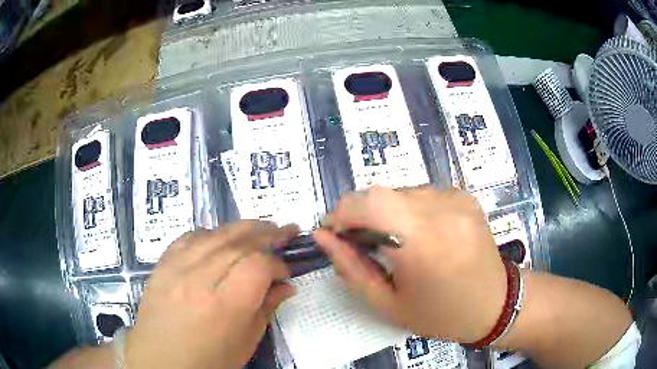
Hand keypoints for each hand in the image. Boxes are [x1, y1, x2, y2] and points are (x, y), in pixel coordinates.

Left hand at [125, 221, 299, 368]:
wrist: (160, 361)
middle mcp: (199, 280)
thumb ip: (267, 309)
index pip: (258, 266)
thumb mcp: (245, 342)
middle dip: (267, 234)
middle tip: (286, 231)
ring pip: (215, 235)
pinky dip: (211, 234)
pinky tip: (221, 237)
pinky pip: (189, 238)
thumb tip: (287, 286)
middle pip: (238, 243)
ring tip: (262, 226)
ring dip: (243, 228)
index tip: (286, 272)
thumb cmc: (209, 361)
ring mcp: (176, 268)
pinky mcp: (162, 265)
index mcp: (225, 306)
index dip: (278, 263)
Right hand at [314, 186, 505, 342]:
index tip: (334, 233)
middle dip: (360, 214)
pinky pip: (422, 193)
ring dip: (385, 213)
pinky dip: (409, 210)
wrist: (495, 303)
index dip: (341, 213)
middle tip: (361, 243)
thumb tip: (323, 237)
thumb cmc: (440, 314)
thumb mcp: (388, 304)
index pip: (368, 202)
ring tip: (395, 242)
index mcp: (424, 243)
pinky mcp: (464, 196)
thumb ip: (351, 268)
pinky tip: (419, 235)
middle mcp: (442, 210)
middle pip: (381, 193)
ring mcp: (456, 199)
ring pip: (400, 191)